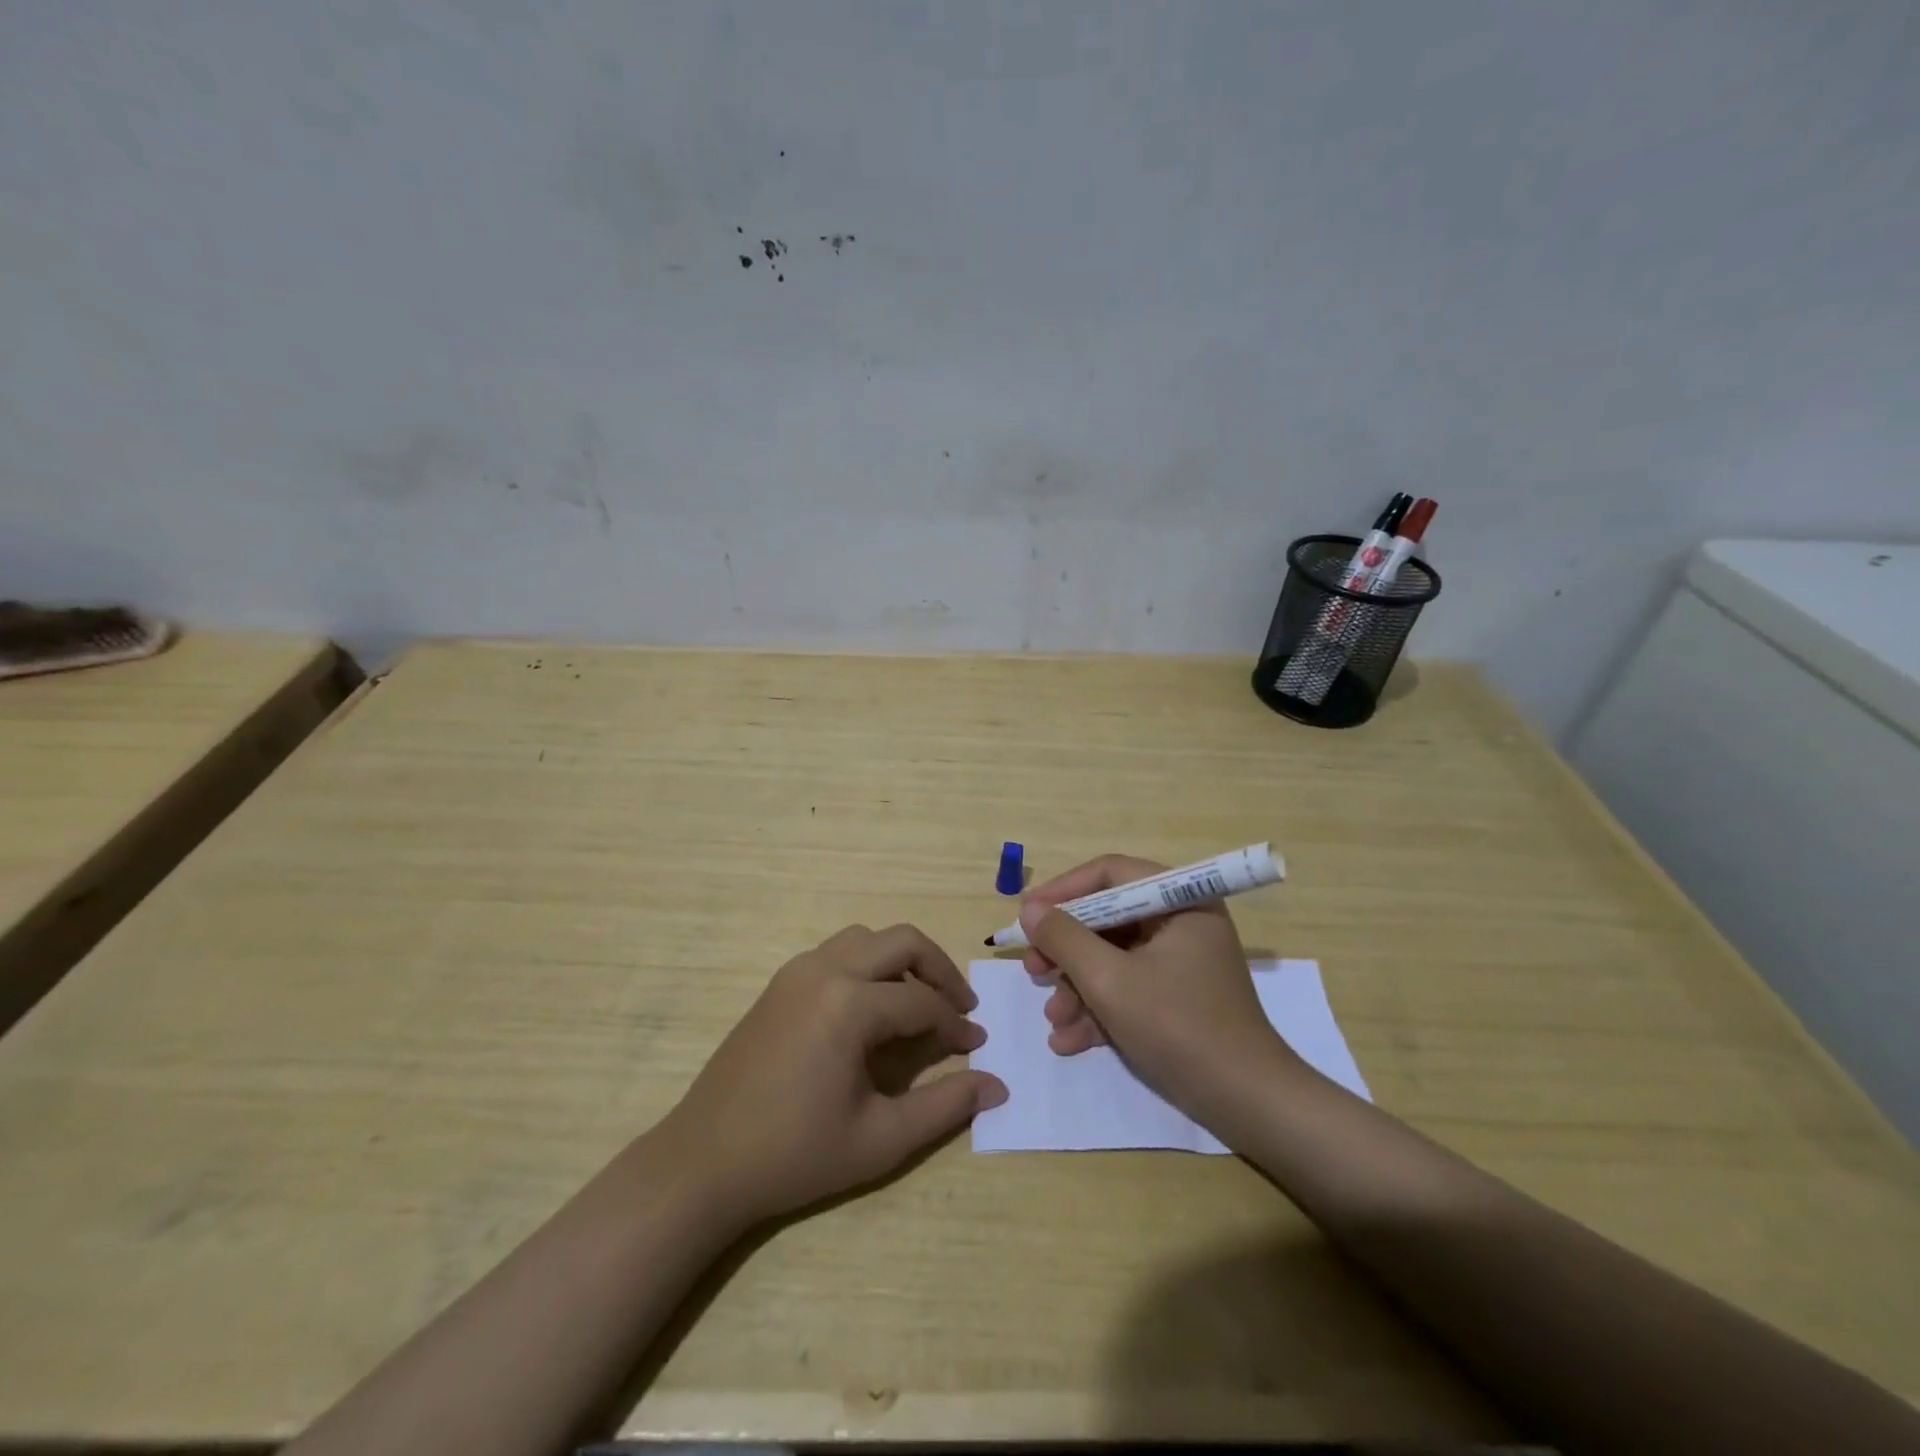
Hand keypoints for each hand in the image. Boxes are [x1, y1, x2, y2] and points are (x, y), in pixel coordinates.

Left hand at [660, 924, 1006, 1224]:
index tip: (977, 1045)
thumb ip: (945, 1107)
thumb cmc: (795, 1154)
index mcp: (850, 1003)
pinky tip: (871, 1009)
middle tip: (959, 1007)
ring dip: (901, 961)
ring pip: (867, 939)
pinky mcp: (780, 983)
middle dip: (938, 969)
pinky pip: (837, 953)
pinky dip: (868, 965)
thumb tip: (997, 1086)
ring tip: (918, 1002)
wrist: (703, 1162)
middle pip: (901, 942)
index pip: (922, 1000)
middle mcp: (825, 969)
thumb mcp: (881, 1139)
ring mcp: (797, 971)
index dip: (956, 1023)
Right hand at [1020, 855, 1303, 1119]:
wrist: (1246, 1104)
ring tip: (1053, 1018)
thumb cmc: (1179, 1028)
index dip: (1063, 890)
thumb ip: (1065, 939)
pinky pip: (1127, 987)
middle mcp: (1181, 922)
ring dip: (1077, 987)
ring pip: (1112, 957)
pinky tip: (1068, 1040)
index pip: (1111, 874)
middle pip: (1108, 918)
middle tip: (1033, 969)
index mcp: (1180, 901)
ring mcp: (1180, 962)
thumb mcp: (1110, 981)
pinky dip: (1098, 1008)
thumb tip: (1030, 910)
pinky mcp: (1176, 997)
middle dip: (1066, 949)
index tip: (1026, 915)